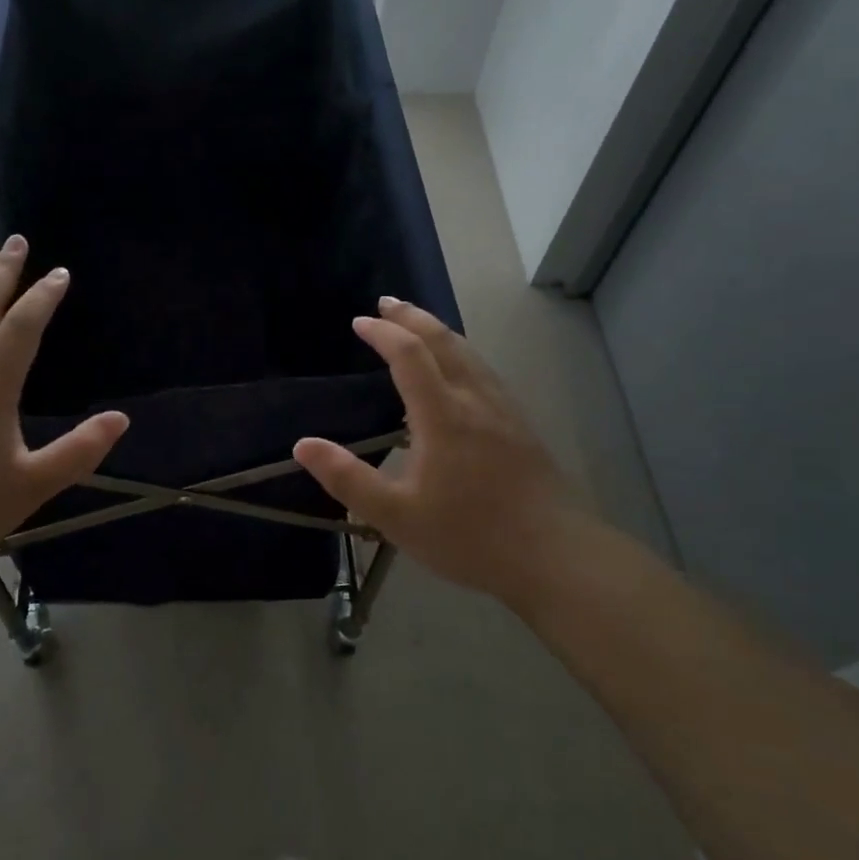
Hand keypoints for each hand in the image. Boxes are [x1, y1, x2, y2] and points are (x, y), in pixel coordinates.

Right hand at [292, 298, 591, 610]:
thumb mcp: (396, 516)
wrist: (555, 556)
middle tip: (386, 303)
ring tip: (417, 325)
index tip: (359, 322)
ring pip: (469, 353)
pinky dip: (460, 352)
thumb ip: (347, 479)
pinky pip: (484, 371)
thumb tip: (302, 445)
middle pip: (444, 341)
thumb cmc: (469, 536)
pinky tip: (459, 370)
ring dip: (439, 331)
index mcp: (443, 415)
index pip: (410, 355)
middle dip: (412, 317)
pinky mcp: (521, 426)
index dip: (383, 333)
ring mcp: (504, 410)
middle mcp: (475, 400)